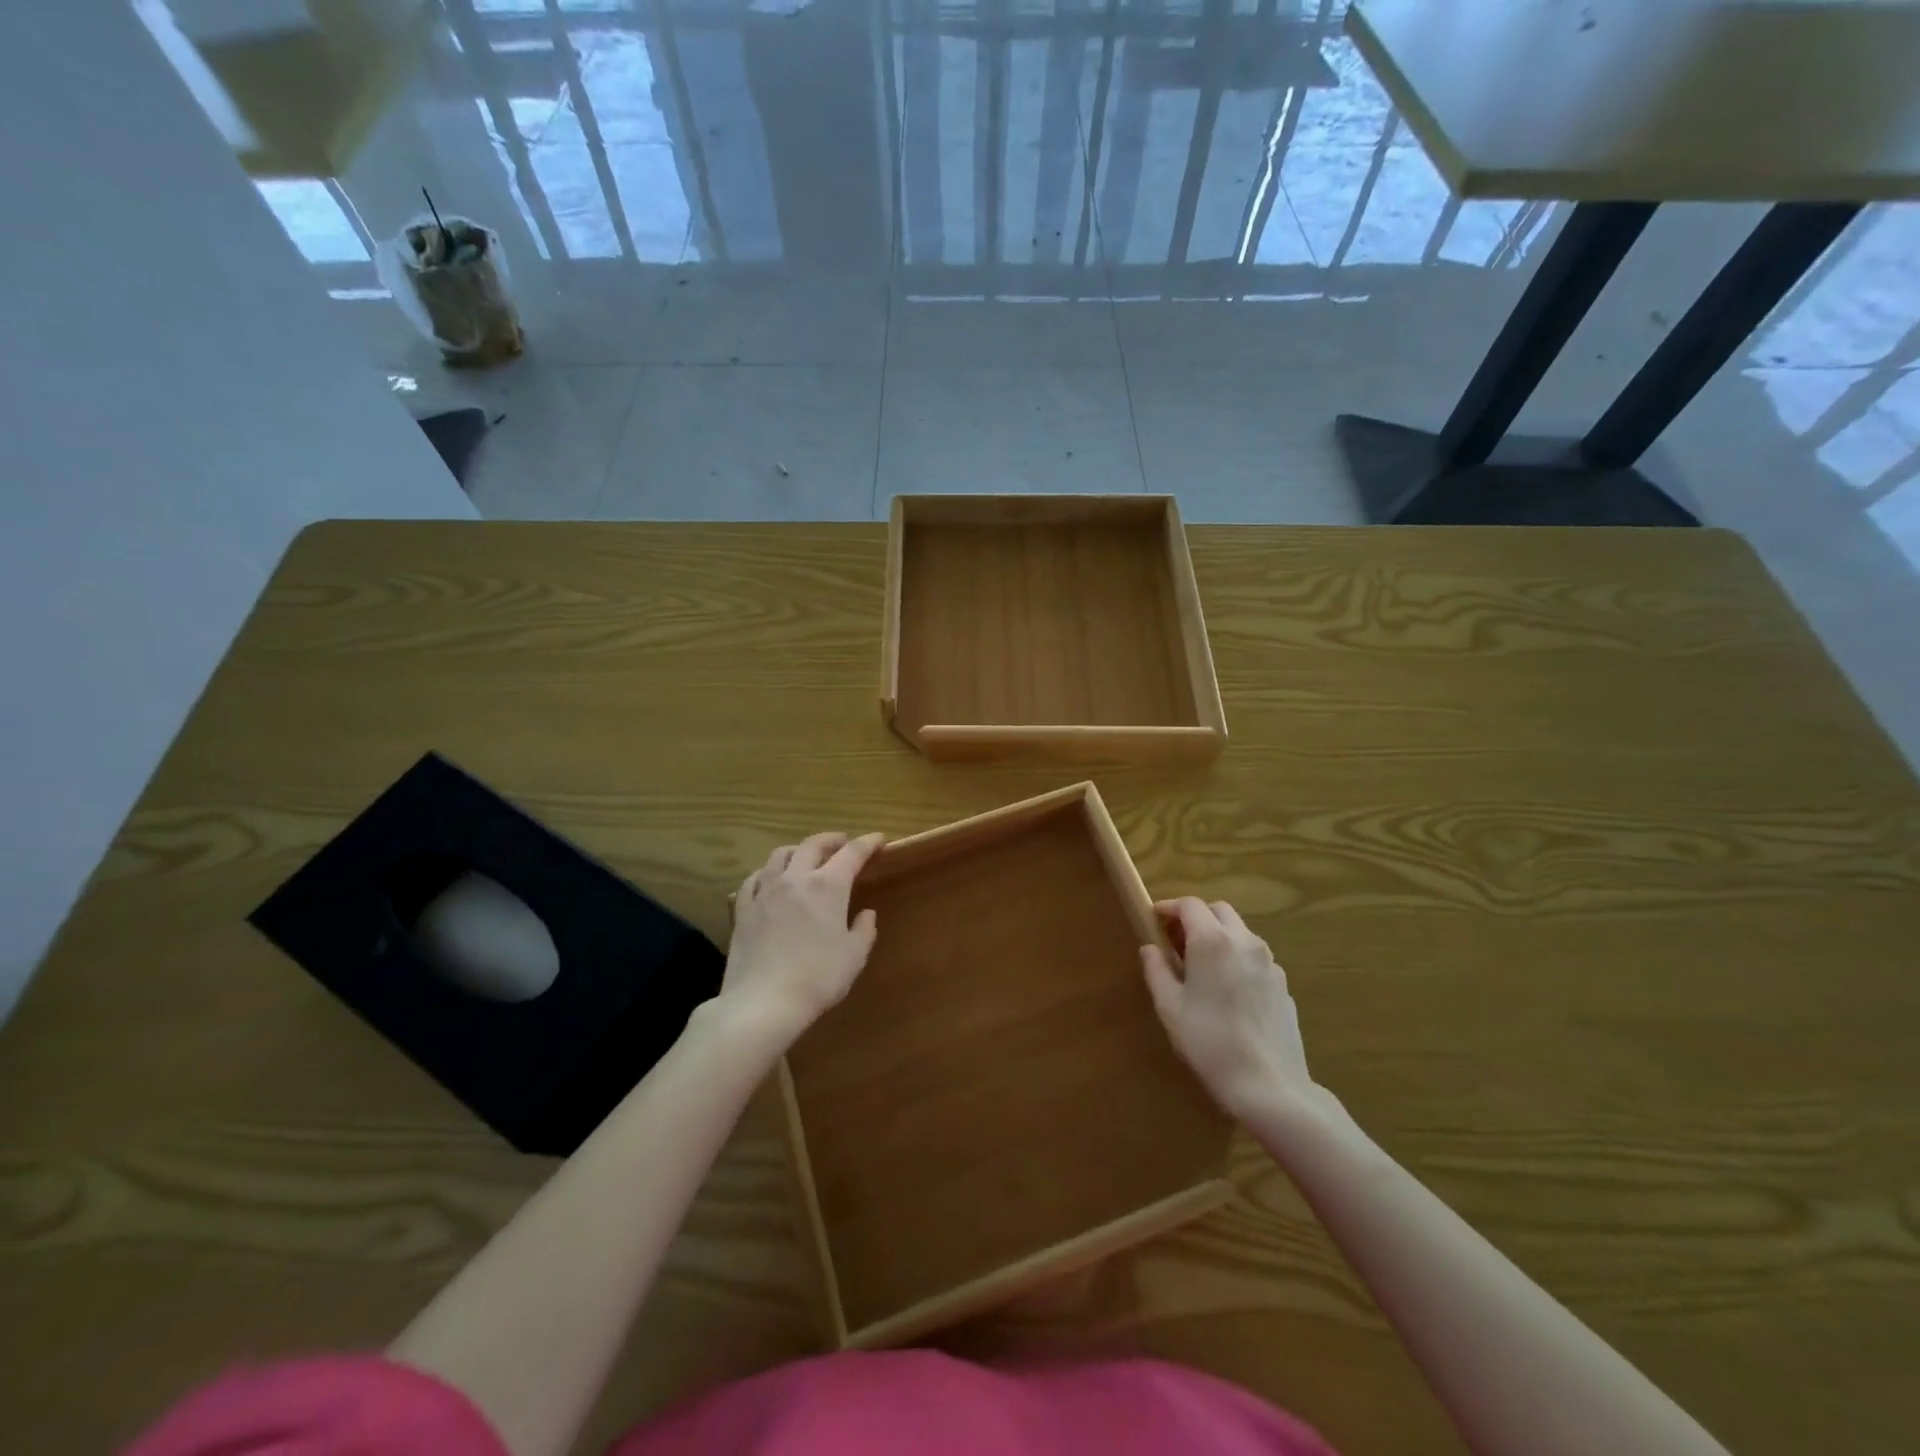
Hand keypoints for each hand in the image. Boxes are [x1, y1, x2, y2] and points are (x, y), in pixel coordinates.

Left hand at [720, 831, 884, 1050]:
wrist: (763, 1002)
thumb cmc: (818, 978)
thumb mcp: (854, 956)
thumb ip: (864, 930)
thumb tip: (866, 913)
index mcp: (828, 886)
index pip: (852, 853)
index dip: (867, 843)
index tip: (878, 839)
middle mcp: (795, 878)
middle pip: (813, 845)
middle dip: (831, 840)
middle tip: (842, 842)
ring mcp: (765, 891)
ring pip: (780, 855)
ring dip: (798, 850)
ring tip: (806, 856)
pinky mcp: (744, 909)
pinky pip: (755, 878)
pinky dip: (768, 872)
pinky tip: (770, 880)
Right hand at [1141, 898, 1317, 1121]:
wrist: (1269, 1086)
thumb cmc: (1209, 1042)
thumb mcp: (1170, 1007)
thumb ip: (1156, 970)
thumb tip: (1150, 949)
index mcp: (1212, 941)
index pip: (1190, 905)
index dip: (1169, 907)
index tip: (1154, 919)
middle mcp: (1244, 942)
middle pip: (1219, 911)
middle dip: (1196, 917)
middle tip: (1176, 940)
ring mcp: (1269, 962)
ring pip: (1240, 932)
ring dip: (1218, 936)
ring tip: (1202, 966)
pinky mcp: (1283, 985)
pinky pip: (1255, 958)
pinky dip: (1237, 958)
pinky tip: (1228, 990)